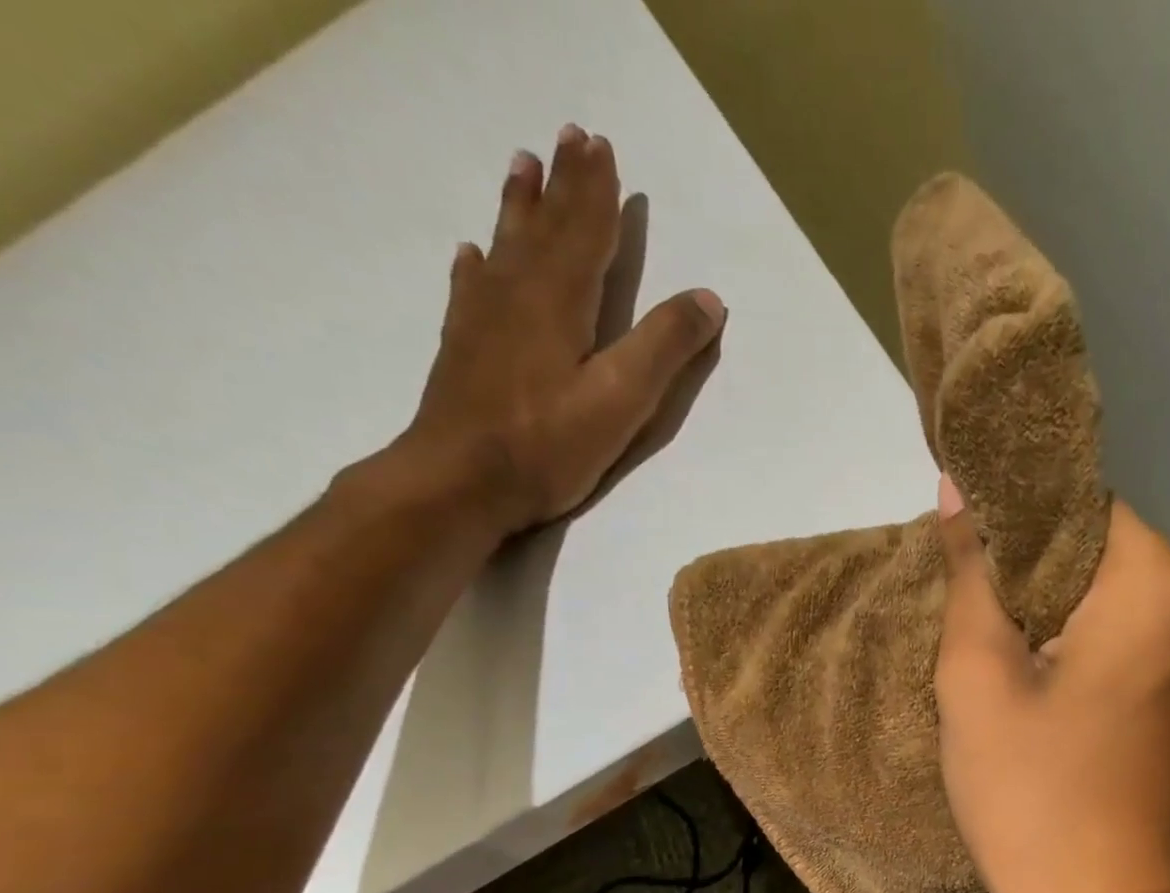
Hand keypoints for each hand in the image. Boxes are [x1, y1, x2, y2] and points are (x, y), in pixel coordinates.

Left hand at [399, 124, 725, 536]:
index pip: (585, 232)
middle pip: (545, 226)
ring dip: (520, 205)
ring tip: (522, 165)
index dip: (598, 192)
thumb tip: (709, 300)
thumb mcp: (622, 400)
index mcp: (561, 300)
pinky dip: (479, 264)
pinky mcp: (464, 347)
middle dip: (563, 184)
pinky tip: (474, 253)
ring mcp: (484, 318)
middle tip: (570, 137)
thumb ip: (665, 348)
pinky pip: (473, 287)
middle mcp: (519, 293)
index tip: (603, 148)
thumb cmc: (548, 444)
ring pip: (506, 245)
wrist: (460, 479)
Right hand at [935, 475, 1169, 892]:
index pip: (1077, 504)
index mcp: (1160, 584)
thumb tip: (961, 487)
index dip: (1012, 521)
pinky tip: (1041, 693)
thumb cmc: (1034, 795)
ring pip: (1110, 603)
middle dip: (1030, 575)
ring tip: (998, 658)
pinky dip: (1081, 652)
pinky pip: (1129, 648)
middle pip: (1098, 553)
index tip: (962, 557)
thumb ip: (972, 571)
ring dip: (1052, 618)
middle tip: (969, 616)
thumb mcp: (978, 676)